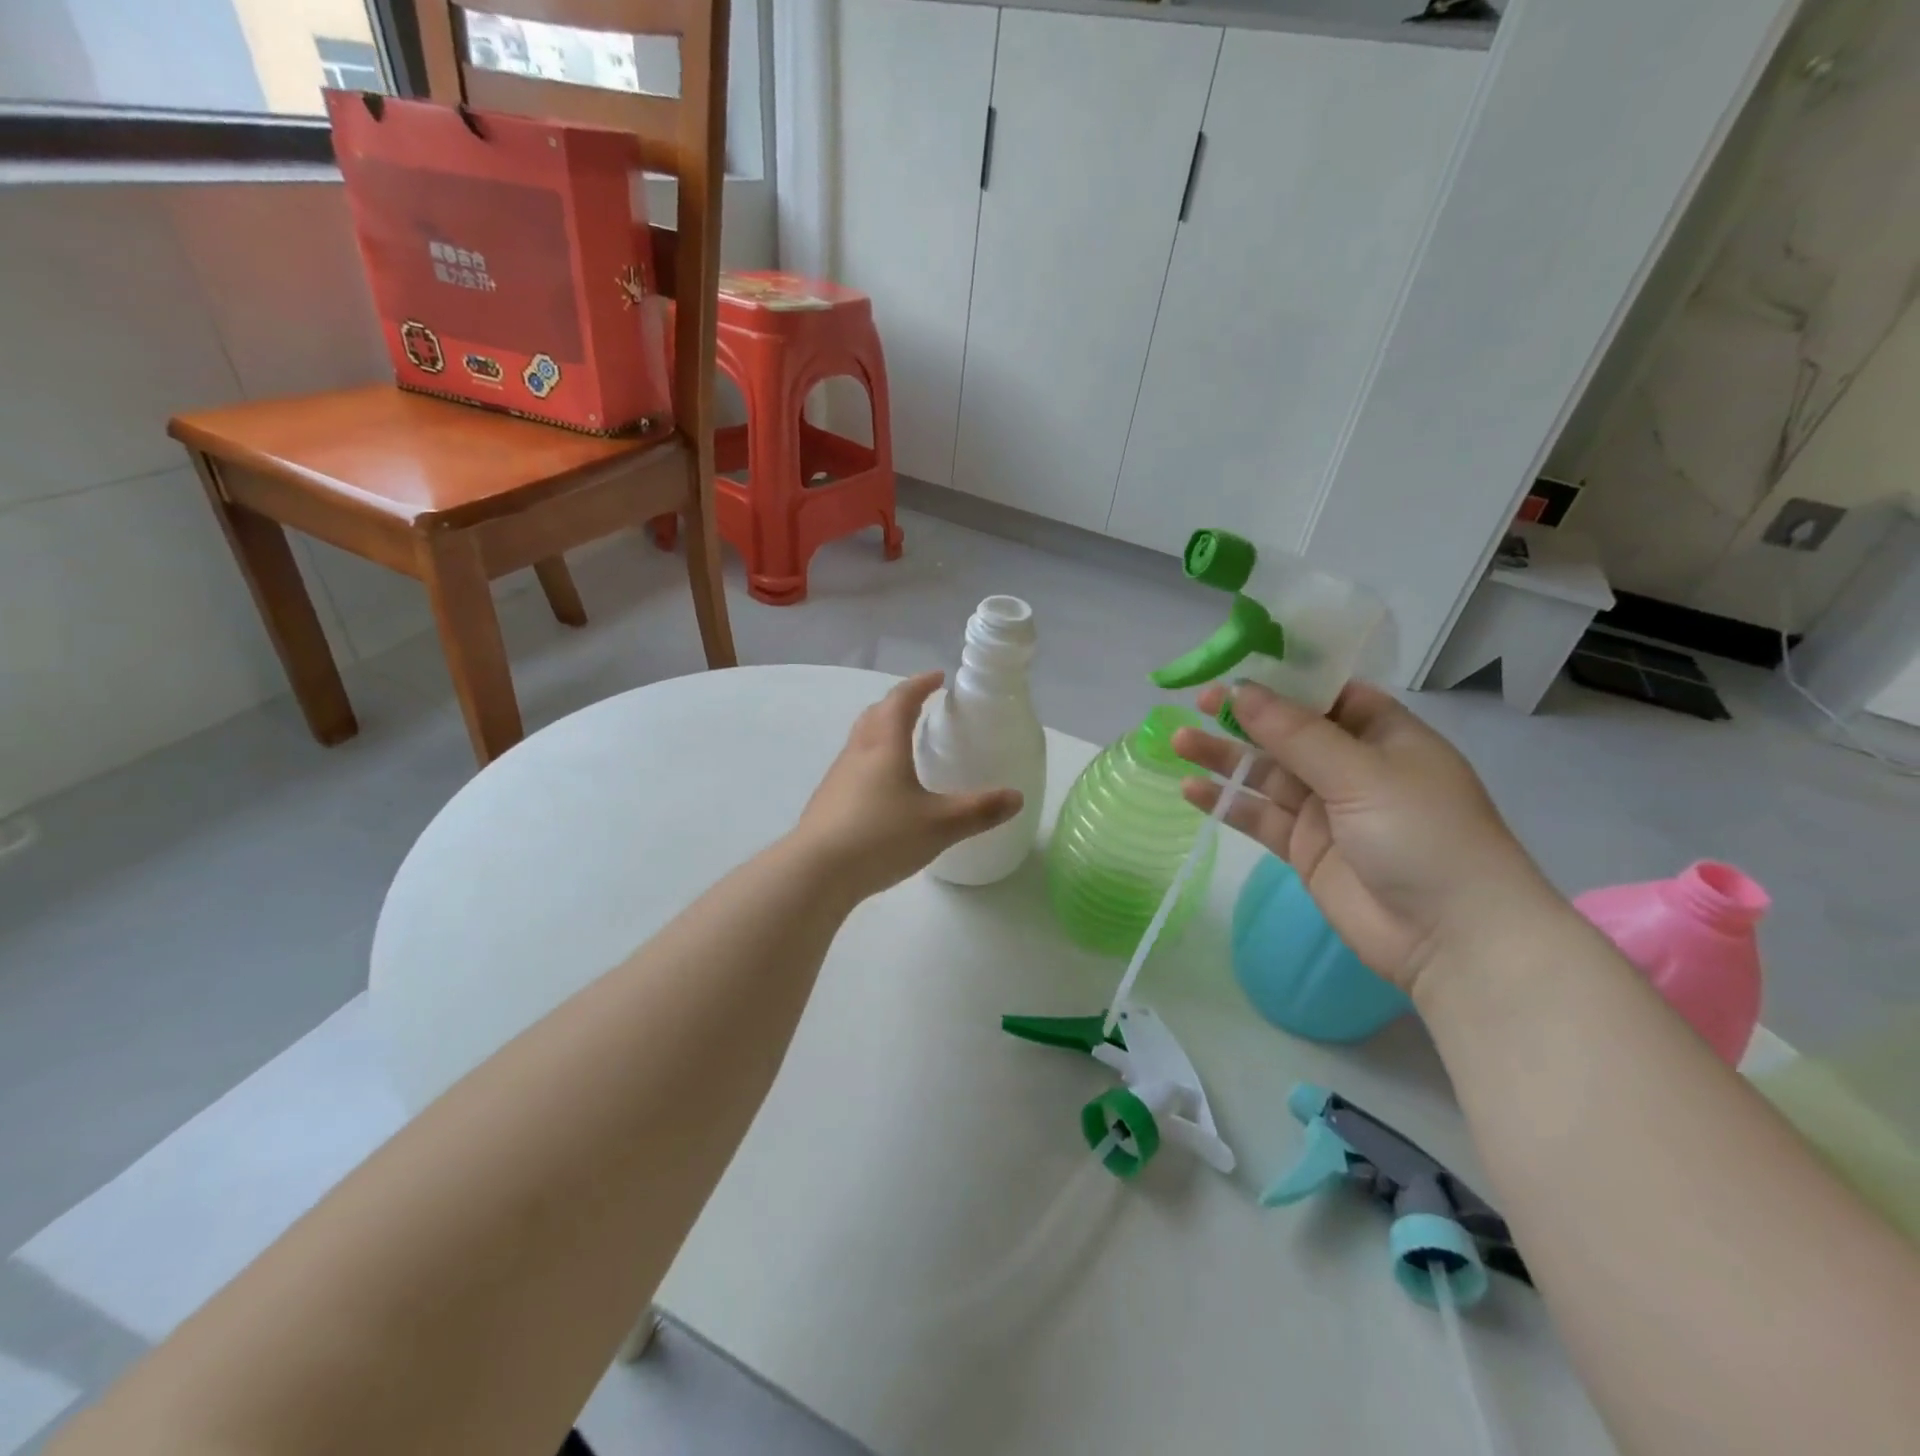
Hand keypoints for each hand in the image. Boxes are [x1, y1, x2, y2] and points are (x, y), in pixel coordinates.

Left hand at [792, 672, 1023, 900]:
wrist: (815, 872)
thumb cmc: (881, 836)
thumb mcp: (940, 825)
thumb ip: (980, 810)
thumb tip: (1016, 797)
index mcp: (885, 745)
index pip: (901, 700)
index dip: (920, 684)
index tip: (937, 677)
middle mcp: (858, 752)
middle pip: (875, 714)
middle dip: (898, 703)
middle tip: (920, 706)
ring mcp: (838, 777)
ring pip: (861, 740)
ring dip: (882, 731)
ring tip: (904, 745)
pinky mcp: (827, 802)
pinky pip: (853, 767)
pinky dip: (872, 761)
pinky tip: (883, 790)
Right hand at [1173, 680, 1559, 996]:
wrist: (1452, 938)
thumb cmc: (1422, 835)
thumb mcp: (1361, 773)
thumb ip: (1296, 734)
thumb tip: (1240, 689)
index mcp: (1382, 734)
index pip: (1326, 694)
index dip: (1281, 680)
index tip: (1233, 669)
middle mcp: (1352, 766)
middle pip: (1287, 732)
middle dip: (1243, 717)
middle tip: (1196, 703)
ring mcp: (1327, 809)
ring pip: (1265, 773)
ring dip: (1225, 758)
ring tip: (1178, 742)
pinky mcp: (1305, 848)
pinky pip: (1258, 816)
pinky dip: (1226, 803)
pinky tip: (1191, 789)